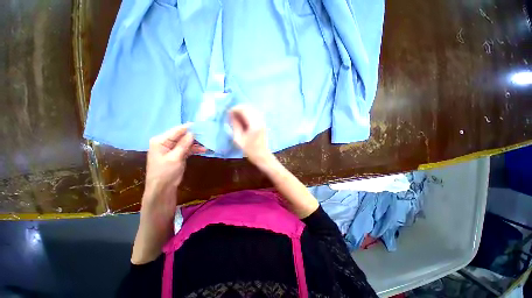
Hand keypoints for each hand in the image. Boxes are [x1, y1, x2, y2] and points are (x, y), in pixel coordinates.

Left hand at [132, 124, 204, 263]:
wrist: (162, 189)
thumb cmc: (166, 173)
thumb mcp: (176, 157)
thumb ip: (184, 144)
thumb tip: (192, 133)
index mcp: (160, 140)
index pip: (177, 130)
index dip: (189, 128)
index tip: (202, 126)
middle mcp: (165, 142)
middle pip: (182, 136)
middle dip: (194, 136)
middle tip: (207, 135)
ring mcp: (171, 148)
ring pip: (185, 142)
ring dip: (196, 143)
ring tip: (207, 143)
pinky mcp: (176, 154)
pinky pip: (186, 149)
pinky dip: (194, 149)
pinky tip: (203, 149)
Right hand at [229, 105, 272, 164]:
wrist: (262, 155)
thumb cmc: (250, 150)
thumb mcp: (239, 139)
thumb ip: (235, 125)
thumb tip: (231, 115)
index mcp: (254, 124)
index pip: (244, 110)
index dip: (234, 109)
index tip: (228, 113)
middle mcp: (259, 120)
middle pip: (248, 107)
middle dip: (238, 109)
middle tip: (231, 115)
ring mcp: (262, 121)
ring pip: (251, 109)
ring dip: (242, 111)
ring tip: (235, 117)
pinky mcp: (262, 123)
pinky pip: (254, 114)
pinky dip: (247, 114)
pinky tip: (242, 120)